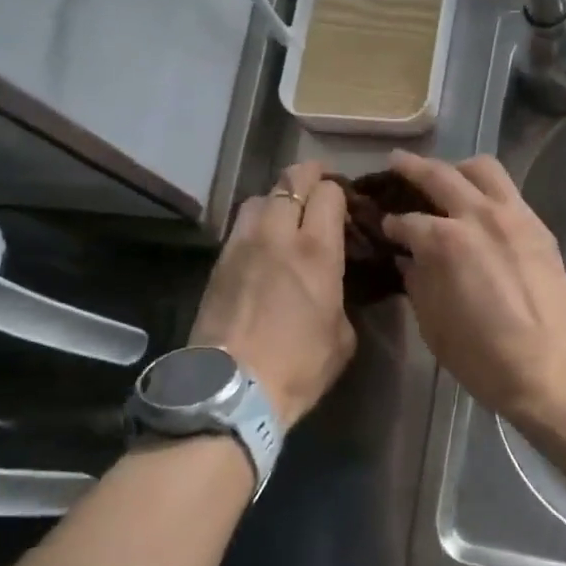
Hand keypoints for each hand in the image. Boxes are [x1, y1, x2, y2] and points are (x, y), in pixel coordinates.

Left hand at [191, 162, 354, 426]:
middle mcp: (277, 235)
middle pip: (291, 180)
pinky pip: (241, 226)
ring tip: (288, 216)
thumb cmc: (298, 366)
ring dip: (278, 197)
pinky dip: (256, 223)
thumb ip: (340, 299)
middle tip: (320, 188)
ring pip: (260, 197)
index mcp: (316, 250)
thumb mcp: (342, 336)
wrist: (232, 388)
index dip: (340, 192)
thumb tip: (332, 289)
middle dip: (310, 176)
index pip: (329, 193)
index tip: (347, 204)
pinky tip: (264, 245)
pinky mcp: (218, 262)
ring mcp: (242, 245)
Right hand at [381, 151, 565, 425]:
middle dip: (412, 167)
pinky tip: (481, 208)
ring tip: (446, 176)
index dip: (390, 224)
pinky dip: (489, 191)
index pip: (407, 221)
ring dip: (458, 168)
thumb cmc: (482, 356)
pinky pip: (509, 193)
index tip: (384, 226)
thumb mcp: (432, 324)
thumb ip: (418, 283)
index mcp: (445, 242)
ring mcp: (514, 217)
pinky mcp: (539, 228)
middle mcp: (478, 216)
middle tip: (396, 163)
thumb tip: (411, 261)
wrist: (549, 368)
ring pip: (483, 169)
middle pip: (440, 175)